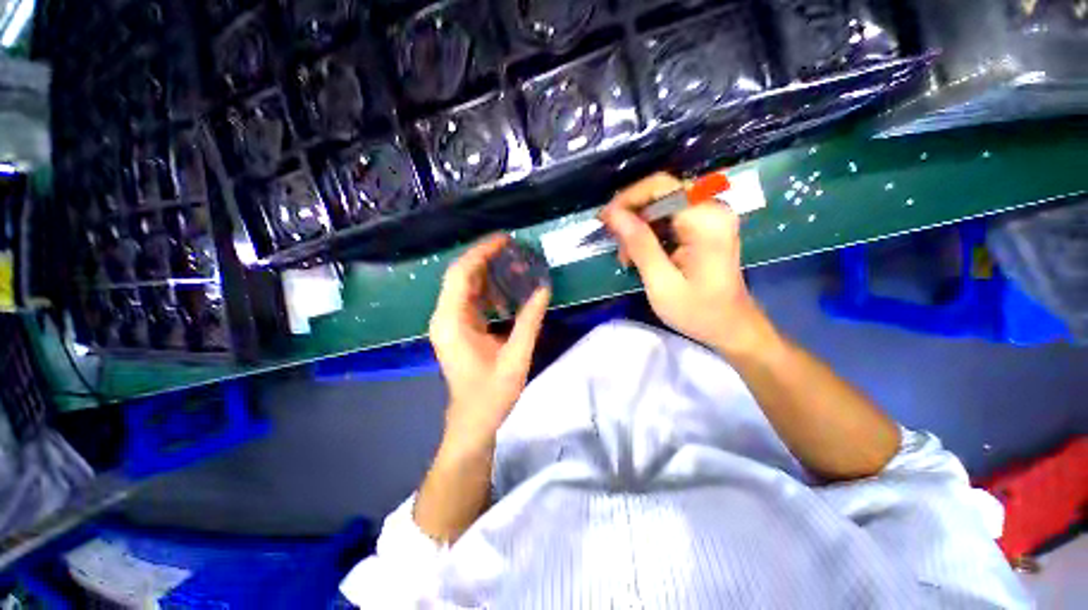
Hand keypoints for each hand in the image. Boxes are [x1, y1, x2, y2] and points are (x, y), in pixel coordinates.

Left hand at [428, 235, 550, 451]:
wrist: (473, 421)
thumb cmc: (492, 394)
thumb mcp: (516, 356)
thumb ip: (530, 320)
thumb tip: (543, 288)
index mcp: (452, 322)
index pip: (461, 274)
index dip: (481, 252)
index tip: (505, 240)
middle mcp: (445, 317)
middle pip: (461, 276)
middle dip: (487, 260)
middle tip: (515, 251)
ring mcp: (449, 323)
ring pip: (466, 287)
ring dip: (489, 275)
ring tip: (516, 268)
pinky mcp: (457, 329)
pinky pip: (471, 301)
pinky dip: (489, 291)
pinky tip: (509, 293)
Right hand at [601, 172, 773, 358]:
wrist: (731, 326)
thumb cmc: (697, 311)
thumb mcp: (662, 282)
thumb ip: (639, 245)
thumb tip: (613, 214)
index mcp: (706, 220)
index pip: (660, 187)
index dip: (627, 198)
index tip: (604, 221)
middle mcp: (712, 208)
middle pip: (660, 192)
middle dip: (631, 214)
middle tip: (614, 242)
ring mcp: (710, 216)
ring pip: (661, 204)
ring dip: (638, 226)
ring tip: (627, 257)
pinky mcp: (705, 226)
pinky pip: (669, 216)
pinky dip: (649, 232)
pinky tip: (640, 254)